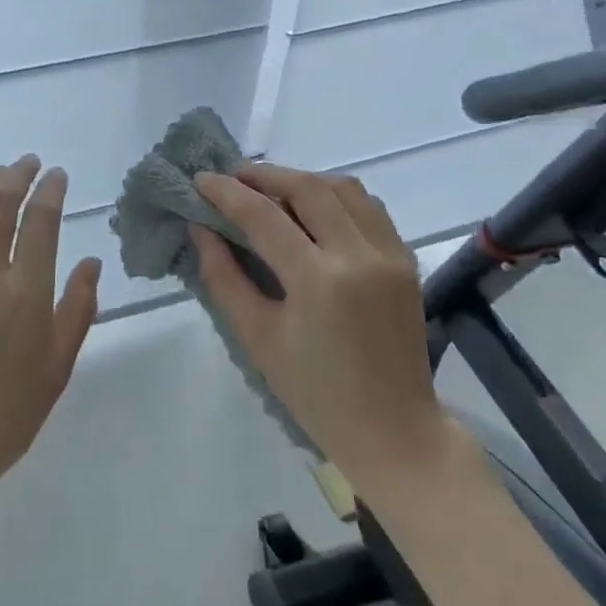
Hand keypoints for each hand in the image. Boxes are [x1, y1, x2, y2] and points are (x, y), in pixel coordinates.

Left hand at [0, 156, 101, 516]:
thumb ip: (77, 310)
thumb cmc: (4, 418)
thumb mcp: (56, 370)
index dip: (50, 190)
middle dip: (18, 175)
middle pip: (0, 204)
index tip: (57, 175)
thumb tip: (92, 261)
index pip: (41, 221)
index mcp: (26, 295)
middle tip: (29, 163)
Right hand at [191, 164, 444, 491]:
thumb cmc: (314, 392)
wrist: (394, 431)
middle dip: (264, 174)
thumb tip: (199, 228)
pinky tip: (313, 210)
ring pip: (344, 188)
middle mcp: (359, 255)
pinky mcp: (406, 260)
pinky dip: (336, 197)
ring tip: (270, 190)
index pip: (263, 215)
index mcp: (318, 280)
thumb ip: (223, 276)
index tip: (200, 178)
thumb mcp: (256, 337)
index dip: (226, 191)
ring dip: (302, 180)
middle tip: (232, 177)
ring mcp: (390, 255)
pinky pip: (369, 207)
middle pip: (307, 187)